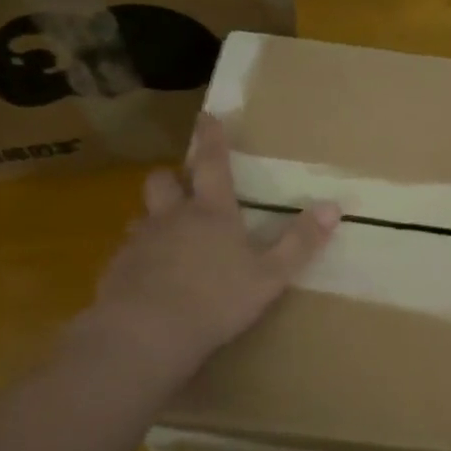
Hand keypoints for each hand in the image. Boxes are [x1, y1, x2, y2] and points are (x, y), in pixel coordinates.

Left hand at [68, 114, 339, 379]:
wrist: (145, 334)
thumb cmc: (216, 300)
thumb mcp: (270, 275)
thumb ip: (300, 242)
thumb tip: (333, 206)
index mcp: (211, 213)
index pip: (213, 164)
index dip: (212, 139)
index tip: (207, 116)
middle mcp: (172, 218)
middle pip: (163, 181)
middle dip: (173, 177)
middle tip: (183, 184)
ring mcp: (140, 243)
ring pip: (144, 217)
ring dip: (156, 219)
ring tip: (168, 237)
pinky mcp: (117, 270)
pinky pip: (129, 252)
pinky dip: (141, 257)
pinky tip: (150, 279)